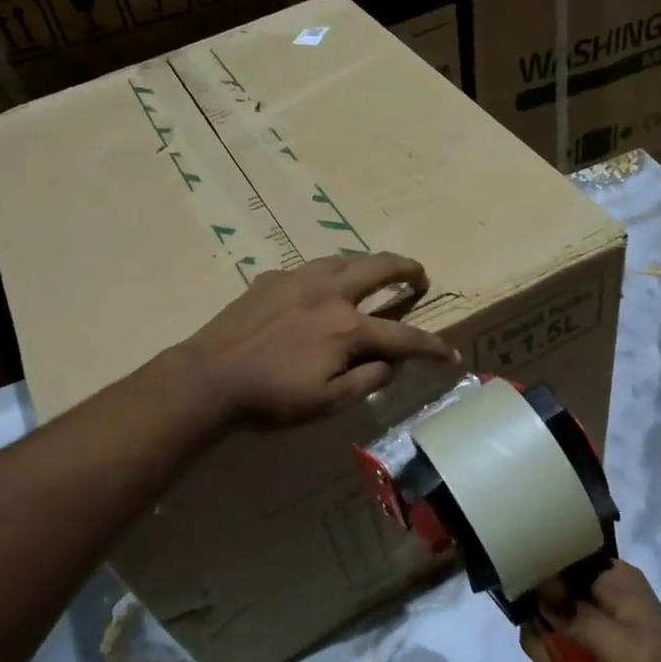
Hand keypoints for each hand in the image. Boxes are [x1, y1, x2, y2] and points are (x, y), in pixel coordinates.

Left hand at [179, 253, 457, 426]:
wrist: (210, 377)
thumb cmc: (271, 397)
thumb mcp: (327, 402)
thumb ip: (367, 380)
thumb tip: (392, 364)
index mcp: (347, 329)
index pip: (404, 337)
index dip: (432, 347)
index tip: (450, 355)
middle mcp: (330, 294)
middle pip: (380, 268)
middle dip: (408, 269)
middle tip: (420, 276)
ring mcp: (299, 280)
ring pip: (344, 259)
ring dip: (367, 264)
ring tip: (373, 274)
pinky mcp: (272, 279)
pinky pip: (309, 269)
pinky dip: (327, 275)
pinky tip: (318, 289)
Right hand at [521, 560, 660, 661]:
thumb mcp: (624, 653)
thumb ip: (582, 617)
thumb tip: (540, 584)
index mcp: (614, 580)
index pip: (561, 559)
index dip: (538, 580)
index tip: (532, 615)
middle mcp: (601, 594)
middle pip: (546, 596)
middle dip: (541, 635)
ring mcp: (593, 624)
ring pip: (546, 626)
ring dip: (547, 661)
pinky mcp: (589, 653)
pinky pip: (556, 652)